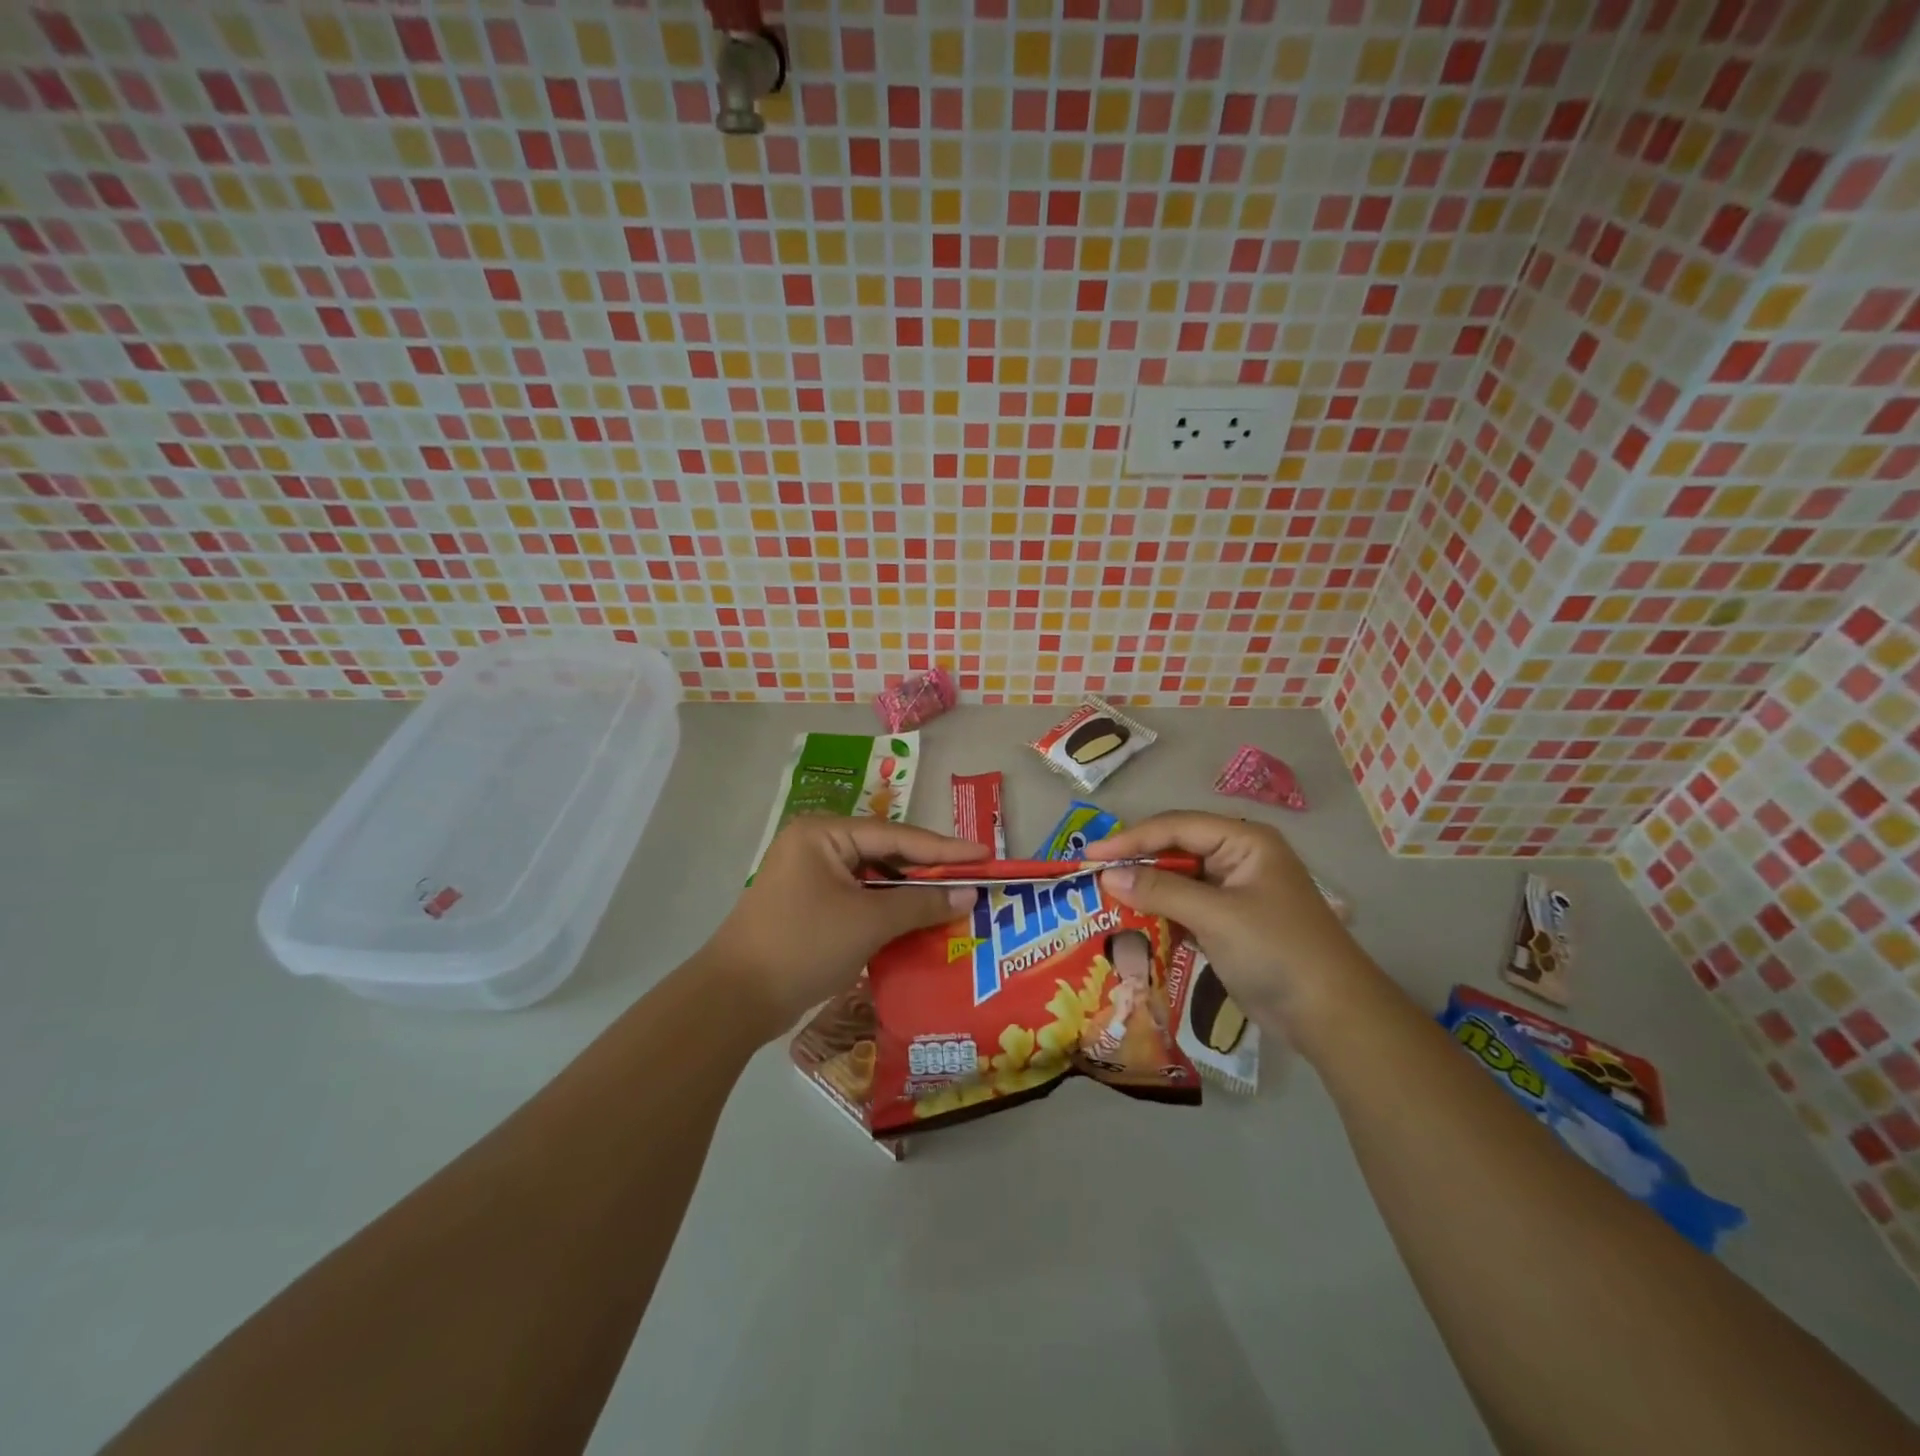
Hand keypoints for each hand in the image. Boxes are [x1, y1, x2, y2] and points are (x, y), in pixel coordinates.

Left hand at [701, 817, 982, 1040]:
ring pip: (874, 880)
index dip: (945, 849)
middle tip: (974, 880)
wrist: (735, 1000)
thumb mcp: (869, 922)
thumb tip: (968, 895)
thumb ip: (920, 903)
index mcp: (824, 833)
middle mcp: (817, 846)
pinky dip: (888, 912)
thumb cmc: (804, 946)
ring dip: (909, 895)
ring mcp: (811, 877)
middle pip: (886, 854)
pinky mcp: (810, 906)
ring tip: (955, 902)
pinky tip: (918, 923)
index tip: (985, 855)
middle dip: (928, 872)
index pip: (897, 836)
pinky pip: (860, 900)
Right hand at [1088, 812, 1380, 1051]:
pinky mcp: (1229, 923)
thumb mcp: (1216, 916)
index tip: (1090, 857)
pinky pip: (1184, 908)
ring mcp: (1234, 892)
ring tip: (1103, 900)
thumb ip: (1160, 891)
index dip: (1131, 839)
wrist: (1331, 1016)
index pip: (1176, 827)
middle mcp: (1238, 858)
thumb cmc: (1277, 951)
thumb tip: (1107, 877)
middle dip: (1135, 864)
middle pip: (1175, 850)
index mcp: (1244, 840)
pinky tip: (1131, 925)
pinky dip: (1159, 915)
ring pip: (1177, 881)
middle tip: (1092, 877)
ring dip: (1144, 891)